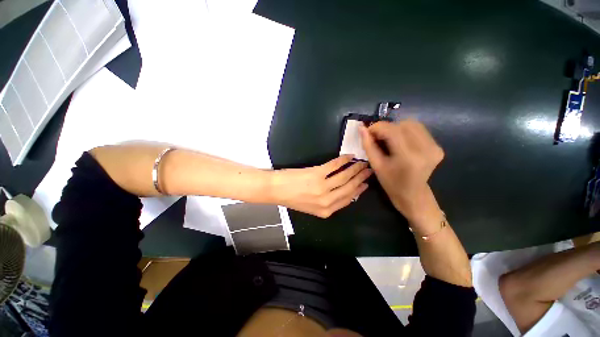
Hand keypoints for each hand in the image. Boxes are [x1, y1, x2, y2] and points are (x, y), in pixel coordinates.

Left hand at [271, 155, 371, 217]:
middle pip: (349, 188)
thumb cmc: (292, 198)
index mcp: (326, 211)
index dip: (358, 191)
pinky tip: (349, 156)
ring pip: (345, 176)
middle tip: (368, 170)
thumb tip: (343, 190)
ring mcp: (322, 187)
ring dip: (355, 168)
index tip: (365, 184)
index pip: (348, 200)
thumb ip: (328, 202)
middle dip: (361, 178)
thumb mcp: (311, 207)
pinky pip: (334, 166)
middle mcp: (326, 201)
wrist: (275, 189)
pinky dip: (343, 160)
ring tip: (362, 163)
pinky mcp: (316, 174)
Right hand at [360, 120, 443, 231]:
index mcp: (408, 157)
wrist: (413, 195)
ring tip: (387, 139)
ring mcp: (435, 147)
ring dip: (396, 128)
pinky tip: (399, 141)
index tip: (367, 131)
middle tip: (376, 137)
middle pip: (403, 124)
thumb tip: (361, 128)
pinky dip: (405, 131)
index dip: (378, 127)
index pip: (392, 130)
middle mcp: (426, 149)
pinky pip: (419, 130)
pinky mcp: (438, 146)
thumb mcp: (376, 165)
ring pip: (412, 124)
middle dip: (386, 127)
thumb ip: (368, 145)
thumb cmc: (391, 183)